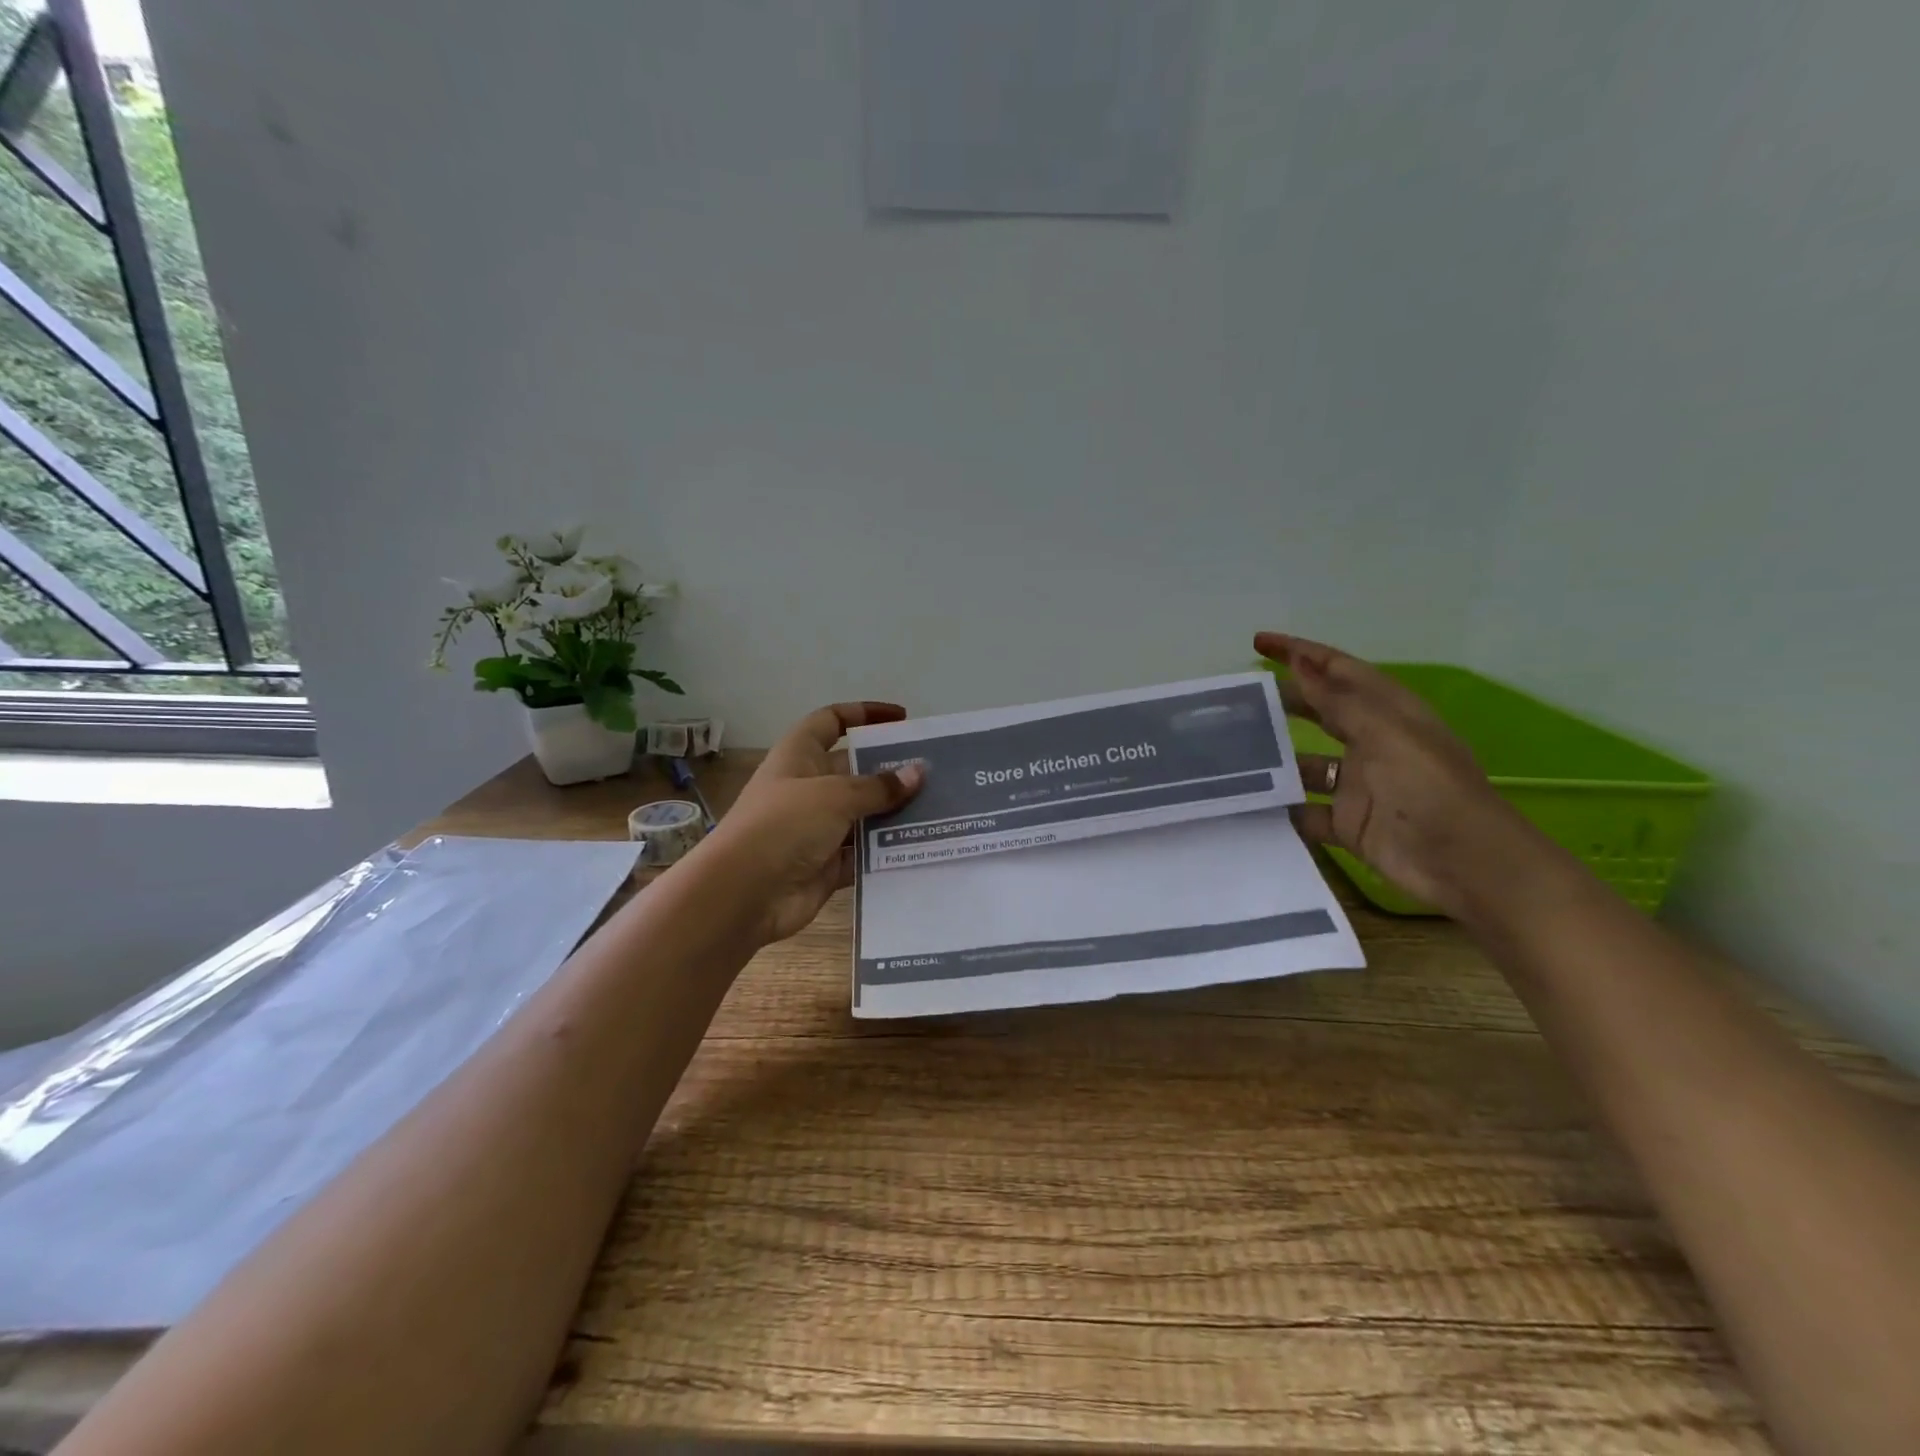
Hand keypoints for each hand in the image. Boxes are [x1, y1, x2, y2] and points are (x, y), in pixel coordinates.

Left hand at [697, 702, 923, 945]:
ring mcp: (816, 829)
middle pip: (855, 771)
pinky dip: (886, 853)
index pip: (832, 721)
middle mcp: (808, 788)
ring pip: (863, 815)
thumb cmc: (783, 825)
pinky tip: (921, 848)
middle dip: (892, 770)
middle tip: (936, 773)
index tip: (902, 718)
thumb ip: (879, 786)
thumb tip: (918, 773)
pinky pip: (863, 855)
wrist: (743, 894)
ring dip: (895, 814)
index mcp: (799, 756)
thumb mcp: (834, 795)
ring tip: (940, 811)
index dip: (864, 714)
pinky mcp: (825, 866)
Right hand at [1256, 632, 1534, 919]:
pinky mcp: (1348, 823)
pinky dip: (1281, 808)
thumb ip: (1339, 701)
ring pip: (1305, 763)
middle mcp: (1371, 743)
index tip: (1258, 642)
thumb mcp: (1386, 733)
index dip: (1300, 653)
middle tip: (1235, 698)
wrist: (1466, 863)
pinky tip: (1246, 802)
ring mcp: (1358, 786)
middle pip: (1319, 712)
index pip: (1338, 670)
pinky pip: (1305, 810)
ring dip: (1274, 758)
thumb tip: (1299, 663)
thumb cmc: (1430, 788)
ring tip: (1227, 751)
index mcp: (1388, 713)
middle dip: (1282, 700)